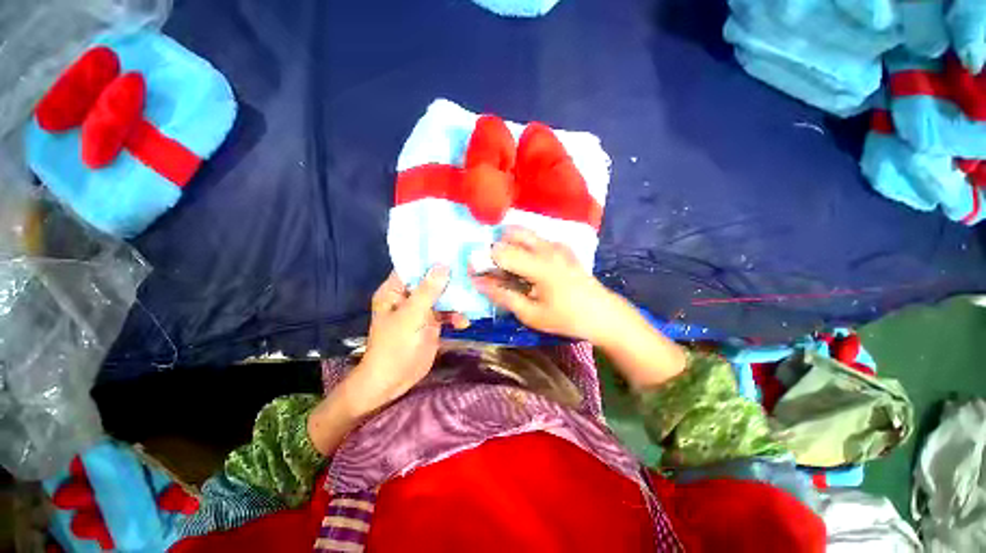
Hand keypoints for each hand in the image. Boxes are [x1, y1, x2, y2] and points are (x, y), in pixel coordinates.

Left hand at [345, 266, 464, 414]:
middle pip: (432, 280)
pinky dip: (456, 315)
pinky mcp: (432, 323)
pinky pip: (447, 313)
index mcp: (395, 290)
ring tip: (472, 298)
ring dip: (456, 298)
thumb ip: (428, 291)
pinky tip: (464, 322)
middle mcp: (409, 296)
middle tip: (471, 271)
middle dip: (450, 278)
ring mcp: (422, 310)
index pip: (413, 266)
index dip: (430, 257)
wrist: (394, 381)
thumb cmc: (395, 345)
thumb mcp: (411, 315)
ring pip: (442, 296)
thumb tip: (443, 265)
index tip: (452, 249)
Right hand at [472, 227, 686, 388]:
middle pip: (511, 233)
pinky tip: (528, 266)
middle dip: (496, 248)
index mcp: (538, 265)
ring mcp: (557, 245)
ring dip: (510, 245)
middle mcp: (547, 247)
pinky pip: (537, 239)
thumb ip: (503, 296)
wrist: (604, 315)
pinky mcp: (564, 248)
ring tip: (509, 268)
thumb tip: (479, 282)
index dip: (483, 259)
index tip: (476, 272)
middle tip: (494, 270)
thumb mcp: (531, 314)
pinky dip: (525, 246)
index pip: (500, 251)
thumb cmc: (567, 318)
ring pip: (524, 233)